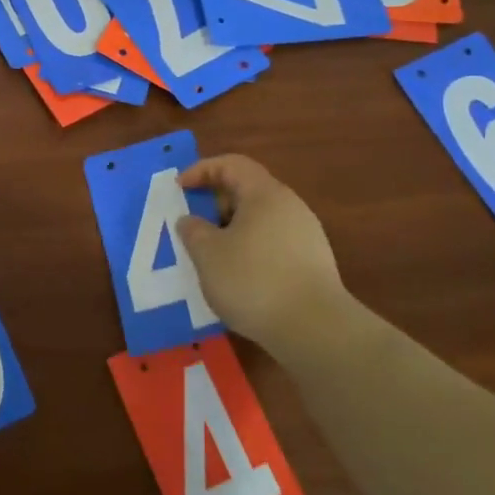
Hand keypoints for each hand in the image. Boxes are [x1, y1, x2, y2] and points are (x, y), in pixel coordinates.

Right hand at [176, 154, 350, 349]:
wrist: (316, 330)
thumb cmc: (253, 280)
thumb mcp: (207, 253)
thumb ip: (193, 230)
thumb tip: (191, 220)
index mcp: (265, 194)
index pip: (231, 164)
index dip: (201, 170)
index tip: (179, 188)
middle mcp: (290, 206)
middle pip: (247, 190)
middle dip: (215, 203)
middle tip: (192, 225)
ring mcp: (306, 236)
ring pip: (259, 220)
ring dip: (230, 230)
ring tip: (210, 255)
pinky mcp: (313, 264)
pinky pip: (272, 243)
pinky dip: (249, 250)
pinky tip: (237, 277)